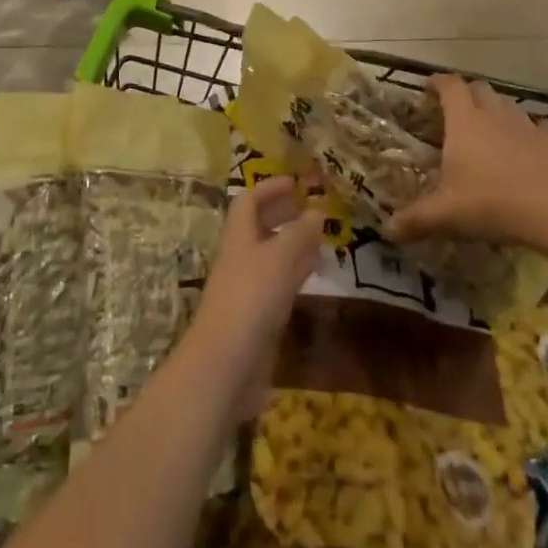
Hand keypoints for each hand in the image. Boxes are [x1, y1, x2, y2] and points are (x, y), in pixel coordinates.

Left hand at [192, 176, 323, 408]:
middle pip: (259, 227)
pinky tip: (315, 273)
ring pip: (271, 256)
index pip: (248, 201)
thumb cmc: (250, 299)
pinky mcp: (258, 318)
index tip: (295, 182)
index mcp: (238, 237)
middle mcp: (240, 258)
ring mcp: (248, 289)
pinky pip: (279, 284)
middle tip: (311, 208)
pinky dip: (297, 272)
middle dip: (282, 214)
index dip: (269, 188)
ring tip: (321, 237)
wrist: (226, 365)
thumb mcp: (278, 259)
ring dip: (293, 243)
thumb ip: (299, 234)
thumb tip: (317, 210)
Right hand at [389, 75, 547, 250]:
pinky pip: (541, 127)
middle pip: (480, 89)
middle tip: (456, 113)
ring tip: (491, 131)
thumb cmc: (493, 204)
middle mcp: (495, 115)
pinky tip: (530, 147)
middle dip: (467, 94)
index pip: (449, 85)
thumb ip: (414, 220)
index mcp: (464, 121)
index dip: (438, 83)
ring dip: (497, 111)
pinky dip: (532, 131)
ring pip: (509, 105)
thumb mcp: (445, 215)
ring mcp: (528, 126)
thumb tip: (386, 231)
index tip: (428, 90)